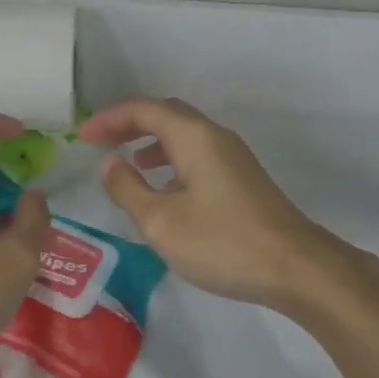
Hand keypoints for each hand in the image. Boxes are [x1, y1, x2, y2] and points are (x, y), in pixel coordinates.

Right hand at [79, 98, 353, 314]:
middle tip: (101, 142)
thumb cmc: (223, 242)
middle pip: (165, 114)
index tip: (81, 136)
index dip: (109, 118)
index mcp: (193, 136)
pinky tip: (164, 188)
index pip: (143, 110)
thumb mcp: (163, 222)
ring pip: (183, 133)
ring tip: (128, 163)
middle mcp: (213, 135)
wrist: (296, 267)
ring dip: (151, 140)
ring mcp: (232, 154)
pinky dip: (171, 158)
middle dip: (130, 123)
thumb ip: (128, 189)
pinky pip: (197, 151)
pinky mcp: (242, 176)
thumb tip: (108, 163)